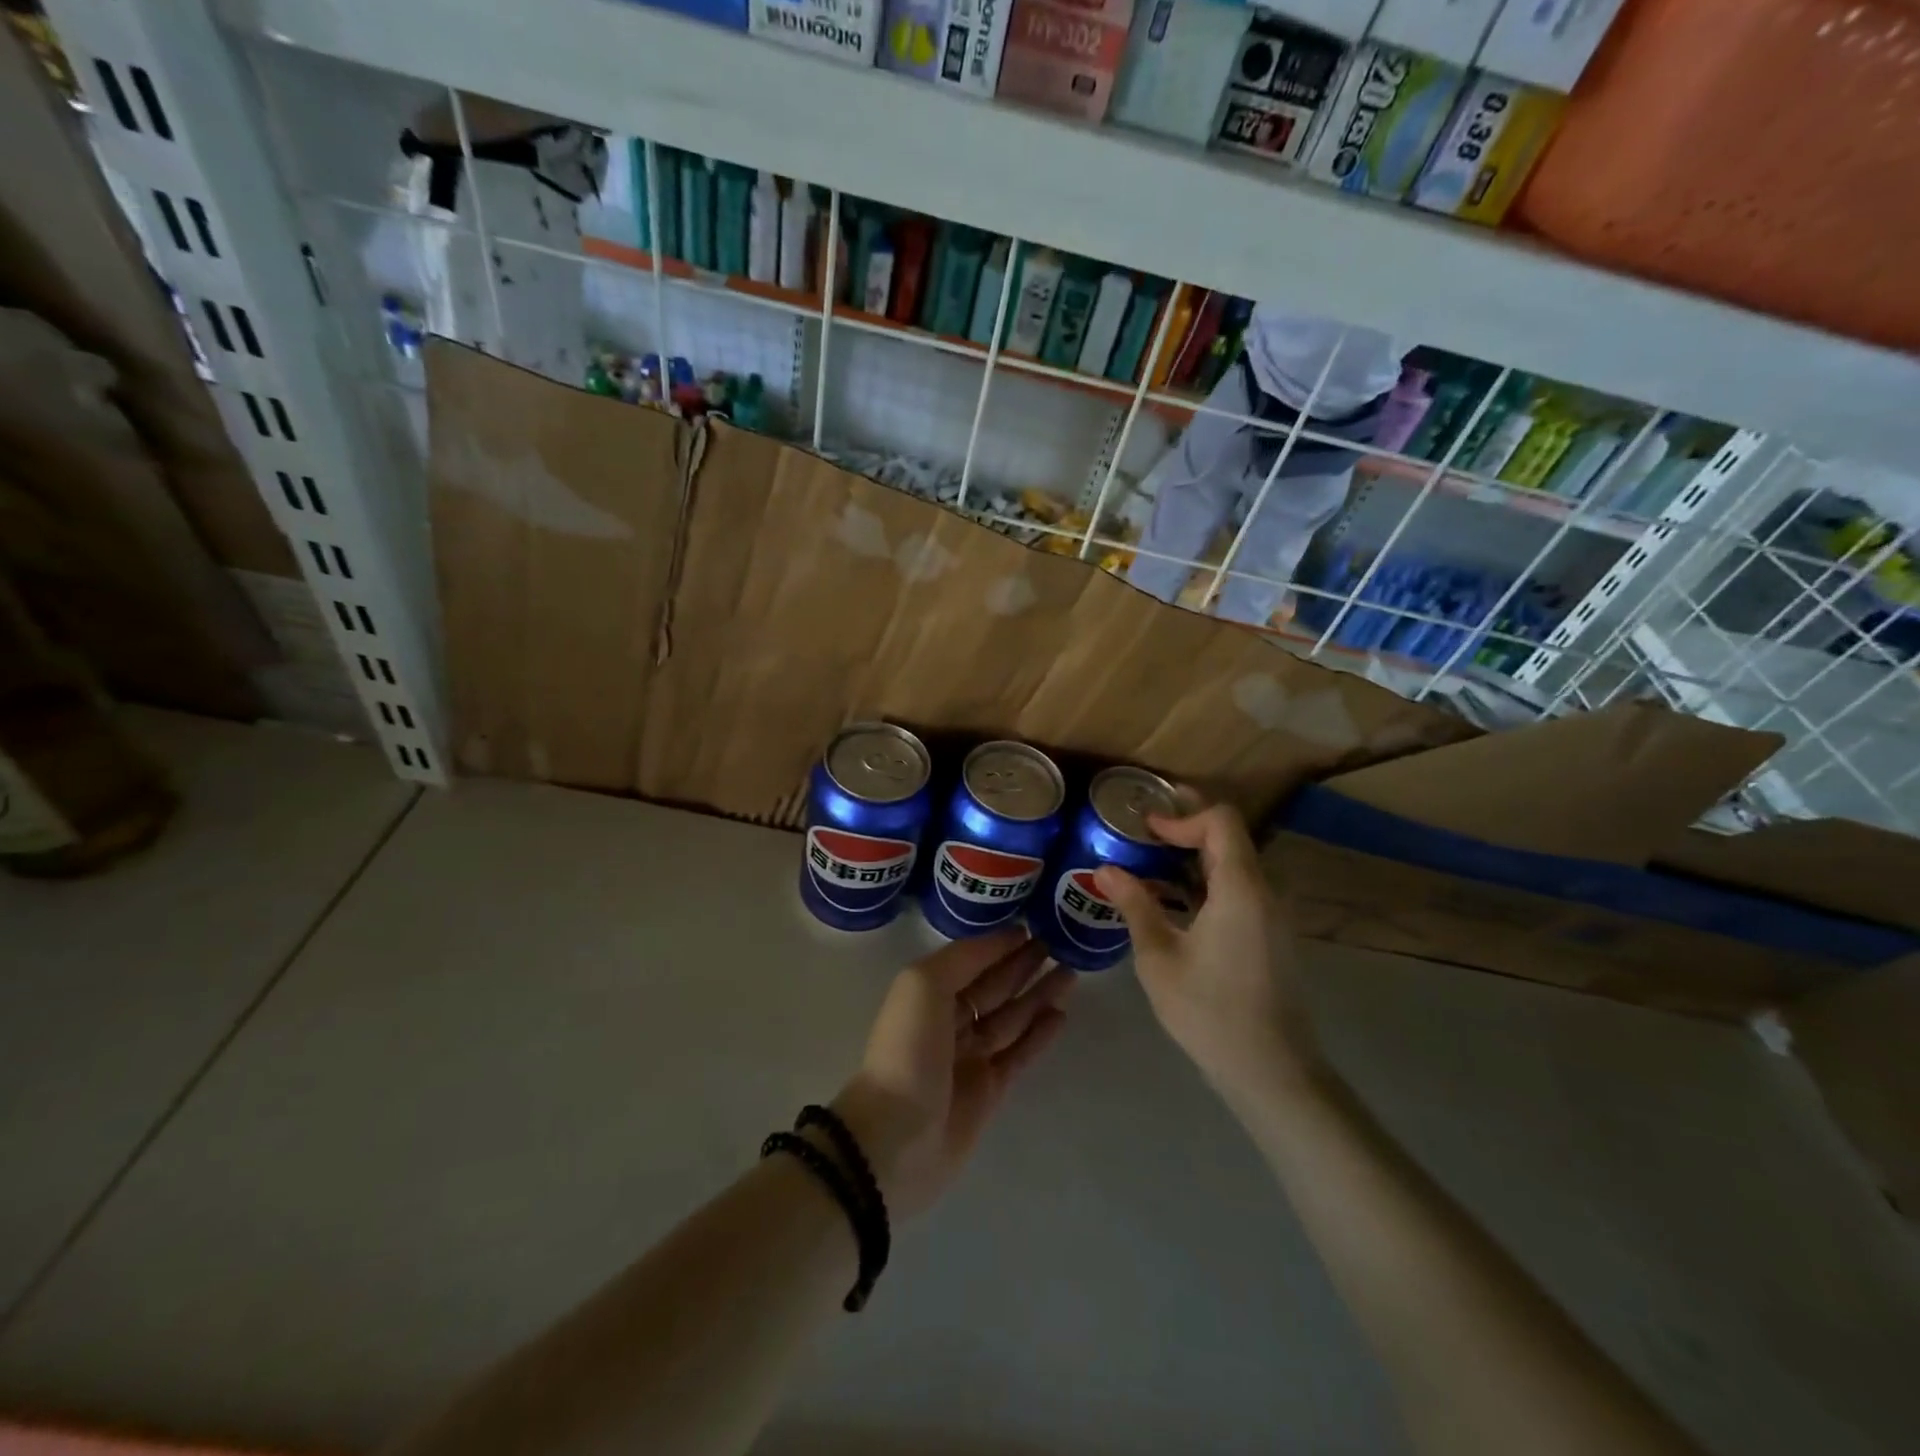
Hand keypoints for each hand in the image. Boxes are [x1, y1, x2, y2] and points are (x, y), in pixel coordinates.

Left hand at [833, 928, 1071, 1218]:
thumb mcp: (924, 984)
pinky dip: (1039, 1033)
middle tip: (1059, 944)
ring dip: (1038, 994)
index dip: (999, 944)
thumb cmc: (907, 1049)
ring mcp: (970, 1057)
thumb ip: (964, 957)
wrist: (897, 1137)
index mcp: (927, 993)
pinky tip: (1061, 1014)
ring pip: (1012, 1017)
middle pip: (994, 986)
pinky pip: (1020, 1053)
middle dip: (1023, 965)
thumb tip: (1003, 940)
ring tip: (1070, 972)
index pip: (971, 960)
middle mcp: (949, 1021)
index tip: (1032, 925)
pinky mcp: (990, 1090)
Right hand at [1095, 803, 1317, 1101]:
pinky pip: (1237, 890)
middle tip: (1138, 833)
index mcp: (1240, 888)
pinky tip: (1171, 902)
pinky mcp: (1269, 935)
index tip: (1144, 825)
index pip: (1220, 821)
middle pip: (1228, 838)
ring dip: (1191, 857)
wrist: (1272, 1071)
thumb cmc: (1210, 1012)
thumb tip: (1105, 868)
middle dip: (1183, 828)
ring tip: (1146, 864)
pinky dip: (1203, 883)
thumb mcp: (1159, 957)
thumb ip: (1135, 905)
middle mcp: (1264, 892)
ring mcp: (1271, 915)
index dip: (1182, 814)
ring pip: (1232, 865)